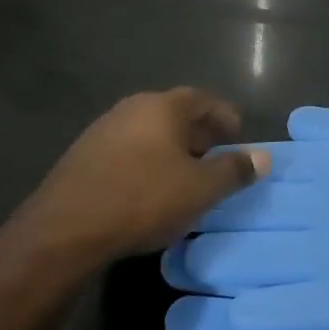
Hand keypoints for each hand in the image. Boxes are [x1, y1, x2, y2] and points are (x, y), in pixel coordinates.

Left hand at [0, 88, 268, 267]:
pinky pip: (128, 150)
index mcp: (161, 107)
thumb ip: (234, 170)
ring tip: (187, 176)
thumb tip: (263, 157)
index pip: (202, 99)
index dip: (225, 115)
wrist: (64, 230)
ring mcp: (102, 131)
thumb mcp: (201, 189)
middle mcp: (131, 109)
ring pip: (149, 132)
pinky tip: (150, 189)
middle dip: (199, 133)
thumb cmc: (143, 199)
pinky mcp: (82, 157)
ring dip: (172, 149)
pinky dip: (147, 161)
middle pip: (174, 113)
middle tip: (217, 156)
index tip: (239, 136)